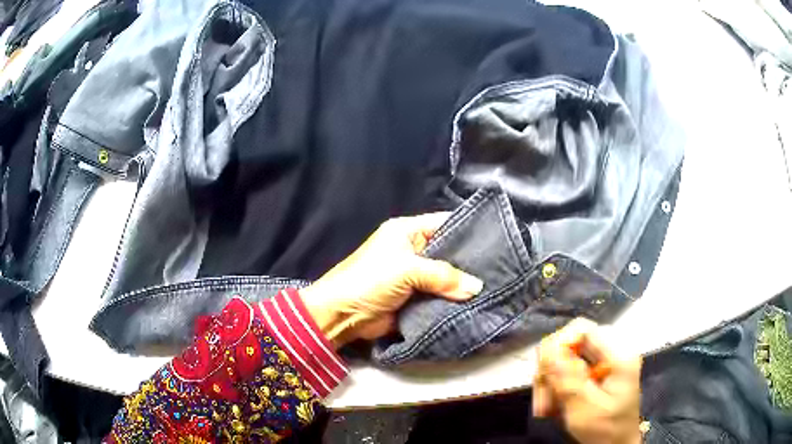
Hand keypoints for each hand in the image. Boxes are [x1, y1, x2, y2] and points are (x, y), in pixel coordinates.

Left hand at [299, 213, 483, 348]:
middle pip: (450, 252)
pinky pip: (441, 296)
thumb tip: (477, 287)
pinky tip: (477, 303)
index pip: (445, 223)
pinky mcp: (417, 298)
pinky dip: (455, 300)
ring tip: (495, 287)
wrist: (343, 315)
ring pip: (448, 277)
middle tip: (501, 268)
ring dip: (464, 284)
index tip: (498, 239)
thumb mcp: (407, 269)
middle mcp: (415, 250)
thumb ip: (443, 276)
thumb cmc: (370, 280)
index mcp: (408, 231)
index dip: (469, 229)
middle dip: (471, 262)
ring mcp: (416, 276)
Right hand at [533, 318, 641, 443]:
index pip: (581, 329)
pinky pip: (569, 369)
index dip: (557, 346)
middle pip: (571, 343)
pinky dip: (557, 387)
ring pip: (566, 357)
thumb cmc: (606, 430)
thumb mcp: (585, 410)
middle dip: (551, 372)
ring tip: (545, 409)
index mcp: (619, 354)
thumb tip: (547, 349)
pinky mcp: (597, 370)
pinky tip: (553, 406)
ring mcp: (605, 360)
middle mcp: (613, 349)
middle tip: (541, 403)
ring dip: (550, 383)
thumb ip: (568, 380)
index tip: (543, 375)